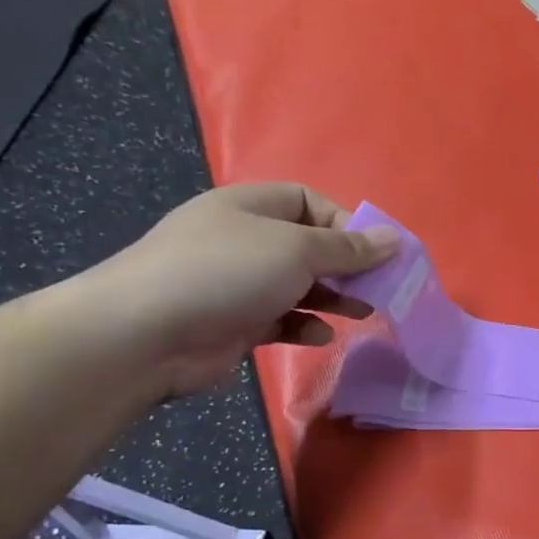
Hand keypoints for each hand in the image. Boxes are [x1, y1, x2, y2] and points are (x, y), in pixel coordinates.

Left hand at [79, 183, 397, 397]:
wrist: (144, 334)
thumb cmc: (226, 273)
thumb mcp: (297, 250)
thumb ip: (349, 248)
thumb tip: (394, 238)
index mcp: (251, 207)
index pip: (310, 203)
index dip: (347, 224)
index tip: (377, 252)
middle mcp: (244, 240)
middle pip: (310, 246)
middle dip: (347, 266)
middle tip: (380, 287)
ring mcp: (237, 283)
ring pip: (300, 285)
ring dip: (334, 298)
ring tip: (363, 312)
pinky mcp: (235, 322)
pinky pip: (282, 319)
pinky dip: (305, 325)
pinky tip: (320, 336)